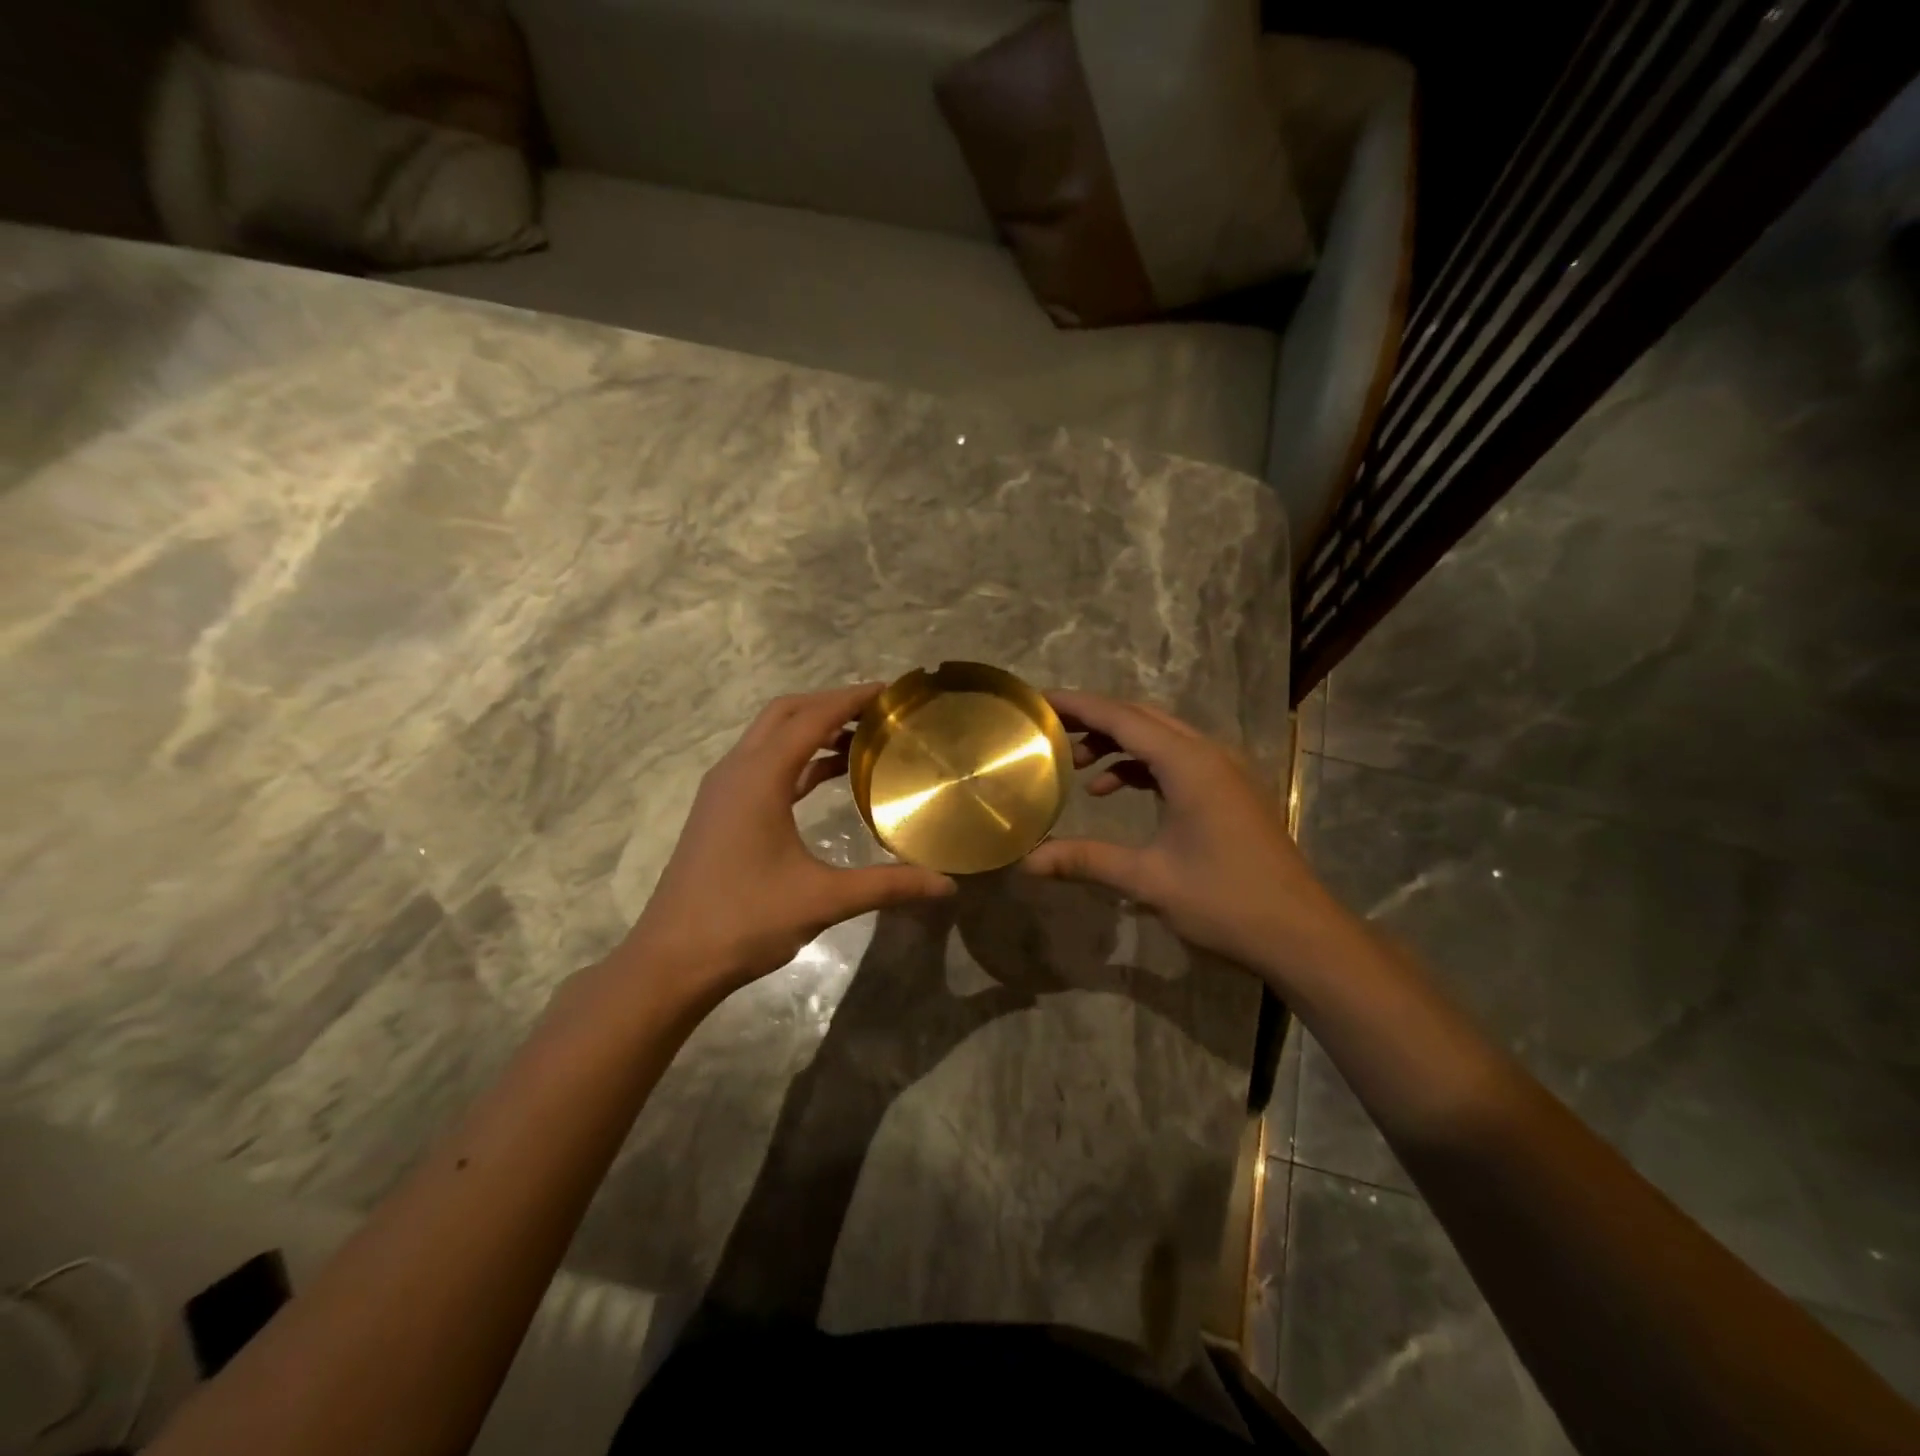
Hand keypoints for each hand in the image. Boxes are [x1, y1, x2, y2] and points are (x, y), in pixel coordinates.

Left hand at [617, 684, 956, 1005]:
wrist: (672, 960)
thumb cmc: (745, 920)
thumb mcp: (823, 899)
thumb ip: (887, 885)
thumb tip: (947, 886)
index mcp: (759, 776)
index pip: (811, 717)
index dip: (852, 698)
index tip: (891, 691)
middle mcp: (737, 770)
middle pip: (786, 713)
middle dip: (831, 703)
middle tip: (878, 711)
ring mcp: (723, 789)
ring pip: (770, 737)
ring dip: (812, 729)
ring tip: (861, 738)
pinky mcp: (720, 810)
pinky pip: (763, 764)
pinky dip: (797, 758)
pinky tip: (827, 775)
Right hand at [1021, 689, 1357, 982]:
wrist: (1300, 934)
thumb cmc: (1225, 901)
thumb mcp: (1149, 880)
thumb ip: (1086, 860)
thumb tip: (1027, 862)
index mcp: (1189, 764)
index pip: (1122, 718)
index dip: (1078, 706)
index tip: (1040, 701)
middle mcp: (1209, 754)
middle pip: (1142, 718)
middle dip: (1094, 720)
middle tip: (1050, 732)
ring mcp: (1224, 771)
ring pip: (1160, 738)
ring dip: (1118, 744)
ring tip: (1076, 766)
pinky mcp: (1229, 791)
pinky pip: (1176, 760)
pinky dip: (1141, 766)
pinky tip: (1114, 791)